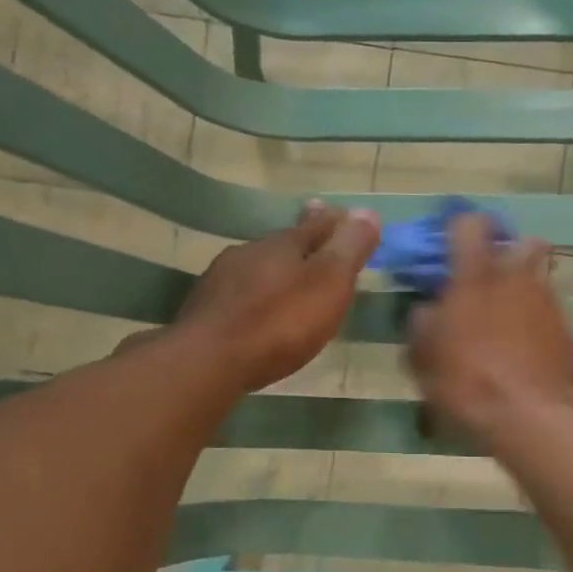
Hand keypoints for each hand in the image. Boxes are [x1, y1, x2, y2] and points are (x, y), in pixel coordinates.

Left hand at [171, 201, 378, 392]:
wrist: (208, 360)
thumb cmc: (279, 322)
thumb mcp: (328, 283)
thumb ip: (349, 249)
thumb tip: (367, 211)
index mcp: (283, 243)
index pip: (315, 224)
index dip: (333, 222)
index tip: (342, 216)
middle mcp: (249, 252)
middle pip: (283, 244)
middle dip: (302, 244)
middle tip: (317, 245)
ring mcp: (221, 279)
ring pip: (258, 268)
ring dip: (275, 271)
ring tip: (289, 281)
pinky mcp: (205, 310)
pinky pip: (239, 295)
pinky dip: (255, 297)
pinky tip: (257, 311)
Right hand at [407, 211, 572, 446]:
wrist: (532, 415)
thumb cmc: (467, 379)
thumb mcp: (423, 355)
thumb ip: (422, 323)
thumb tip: (428, 309)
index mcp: (477, 274)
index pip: (470, 224)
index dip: (460, 228)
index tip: (451, 246)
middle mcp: (518, 276)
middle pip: (524, 243)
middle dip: (511, 254)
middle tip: (492, 281)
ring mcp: (549, 301)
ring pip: (541, 278)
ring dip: (526, 289)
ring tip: (509, 320)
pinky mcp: (570, 329)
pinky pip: (552, 312)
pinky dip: (539, 321)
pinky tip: (527, 347)